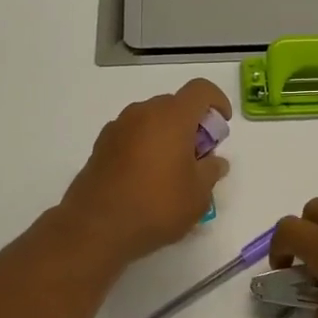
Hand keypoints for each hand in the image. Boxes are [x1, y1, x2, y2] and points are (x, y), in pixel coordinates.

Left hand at [58, 79, 231, 267]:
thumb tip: (215, 162)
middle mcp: (143, 112)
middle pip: (175, 104)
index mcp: (172, 117)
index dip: (217, 100)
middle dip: (192, 123)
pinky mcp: (101, 145)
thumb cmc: (156, 205)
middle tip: (198, 155)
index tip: (222, 124)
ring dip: (167, 135)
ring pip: (151, 119)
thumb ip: (211, 171)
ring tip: (172, 170)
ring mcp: (118, 127)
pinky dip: (145, 145)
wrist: (96, 227)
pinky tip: (146, 178)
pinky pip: (132, 134)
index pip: (201, 90)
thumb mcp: (198, 195)